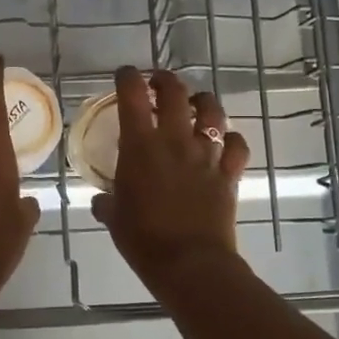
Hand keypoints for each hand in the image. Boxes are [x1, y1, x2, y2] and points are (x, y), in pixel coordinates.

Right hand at [91, 66, 250, 292]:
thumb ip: (107, 202)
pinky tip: (223, 143)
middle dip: (165, 80)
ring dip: (202, 101)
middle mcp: (176, 140)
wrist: (190, 264)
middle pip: (176, 92)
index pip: (133, 95)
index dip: (128, 77)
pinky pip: (237, 145)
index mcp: (141, 146)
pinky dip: (231, 139)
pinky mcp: (229, 173)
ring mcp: (207, 155)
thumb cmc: (144, 240)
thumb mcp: (114, 218)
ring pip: (212, 111)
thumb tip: (102, 200)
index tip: (125, 75)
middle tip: (158, 83)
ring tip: (195, 105)